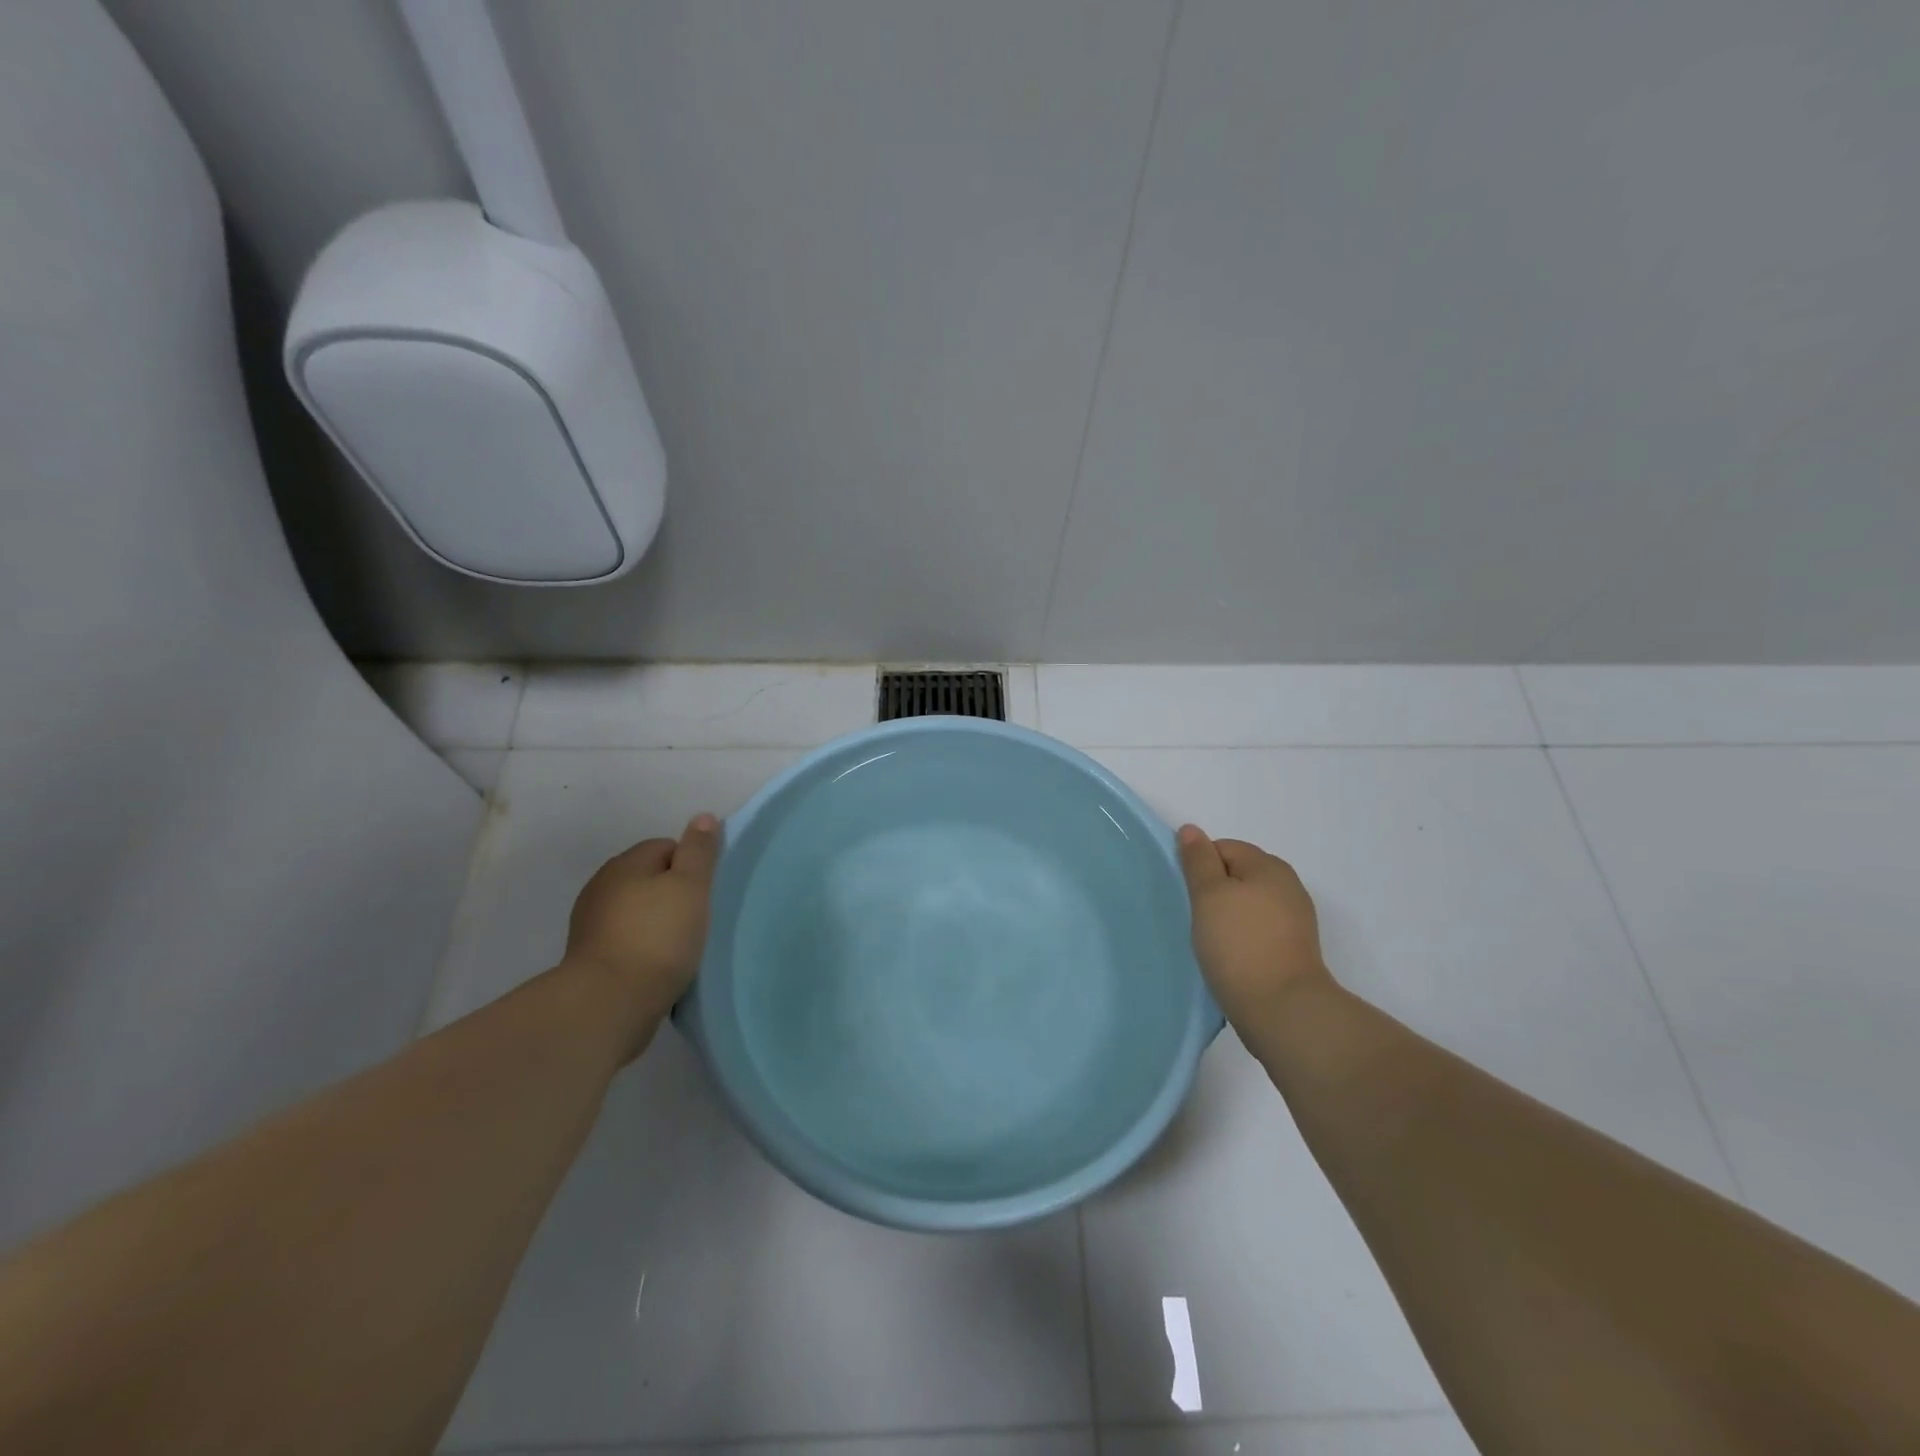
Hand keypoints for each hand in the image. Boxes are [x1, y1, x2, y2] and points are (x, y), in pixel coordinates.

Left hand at [564, 814, 720, 1027]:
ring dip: (655, 922)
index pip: (665, 847)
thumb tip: (703, 816)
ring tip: (677, 946)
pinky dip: (641, 946)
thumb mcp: (690, 886)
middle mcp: (601, 886)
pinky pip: (624, 939)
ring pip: (635, 910)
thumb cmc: (658, 937)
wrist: (609, 1003)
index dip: (689, 867)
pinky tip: (656, 965)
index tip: (703, 894)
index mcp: (625, 863)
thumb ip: (698, 850)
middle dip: (671, 894)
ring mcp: (590, 923)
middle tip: (695, 919)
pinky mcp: (589, 957)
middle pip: (648, 878)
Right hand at [1177, 825, 1333, 1029]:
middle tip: (1196, 918)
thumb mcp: (1209, 895)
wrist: (1283, 1010)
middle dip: (1214, 892)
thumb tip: (1191, 830)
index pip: (1224, 848)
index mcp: (1270, 866)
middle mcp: (1288, 887)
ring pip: (1247, 905)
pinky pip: (1258, 931)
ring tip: (1211, 941)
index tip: (1189, 895)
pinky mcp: (1293, 951)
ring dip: (1227, 917)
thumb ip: (1198, 860)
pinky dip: (1241, 938)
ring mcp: (1295, 921)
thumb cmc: (1239, 944)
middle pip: (1238, 875)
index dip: (1201, 867)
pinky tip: (1229, 958)